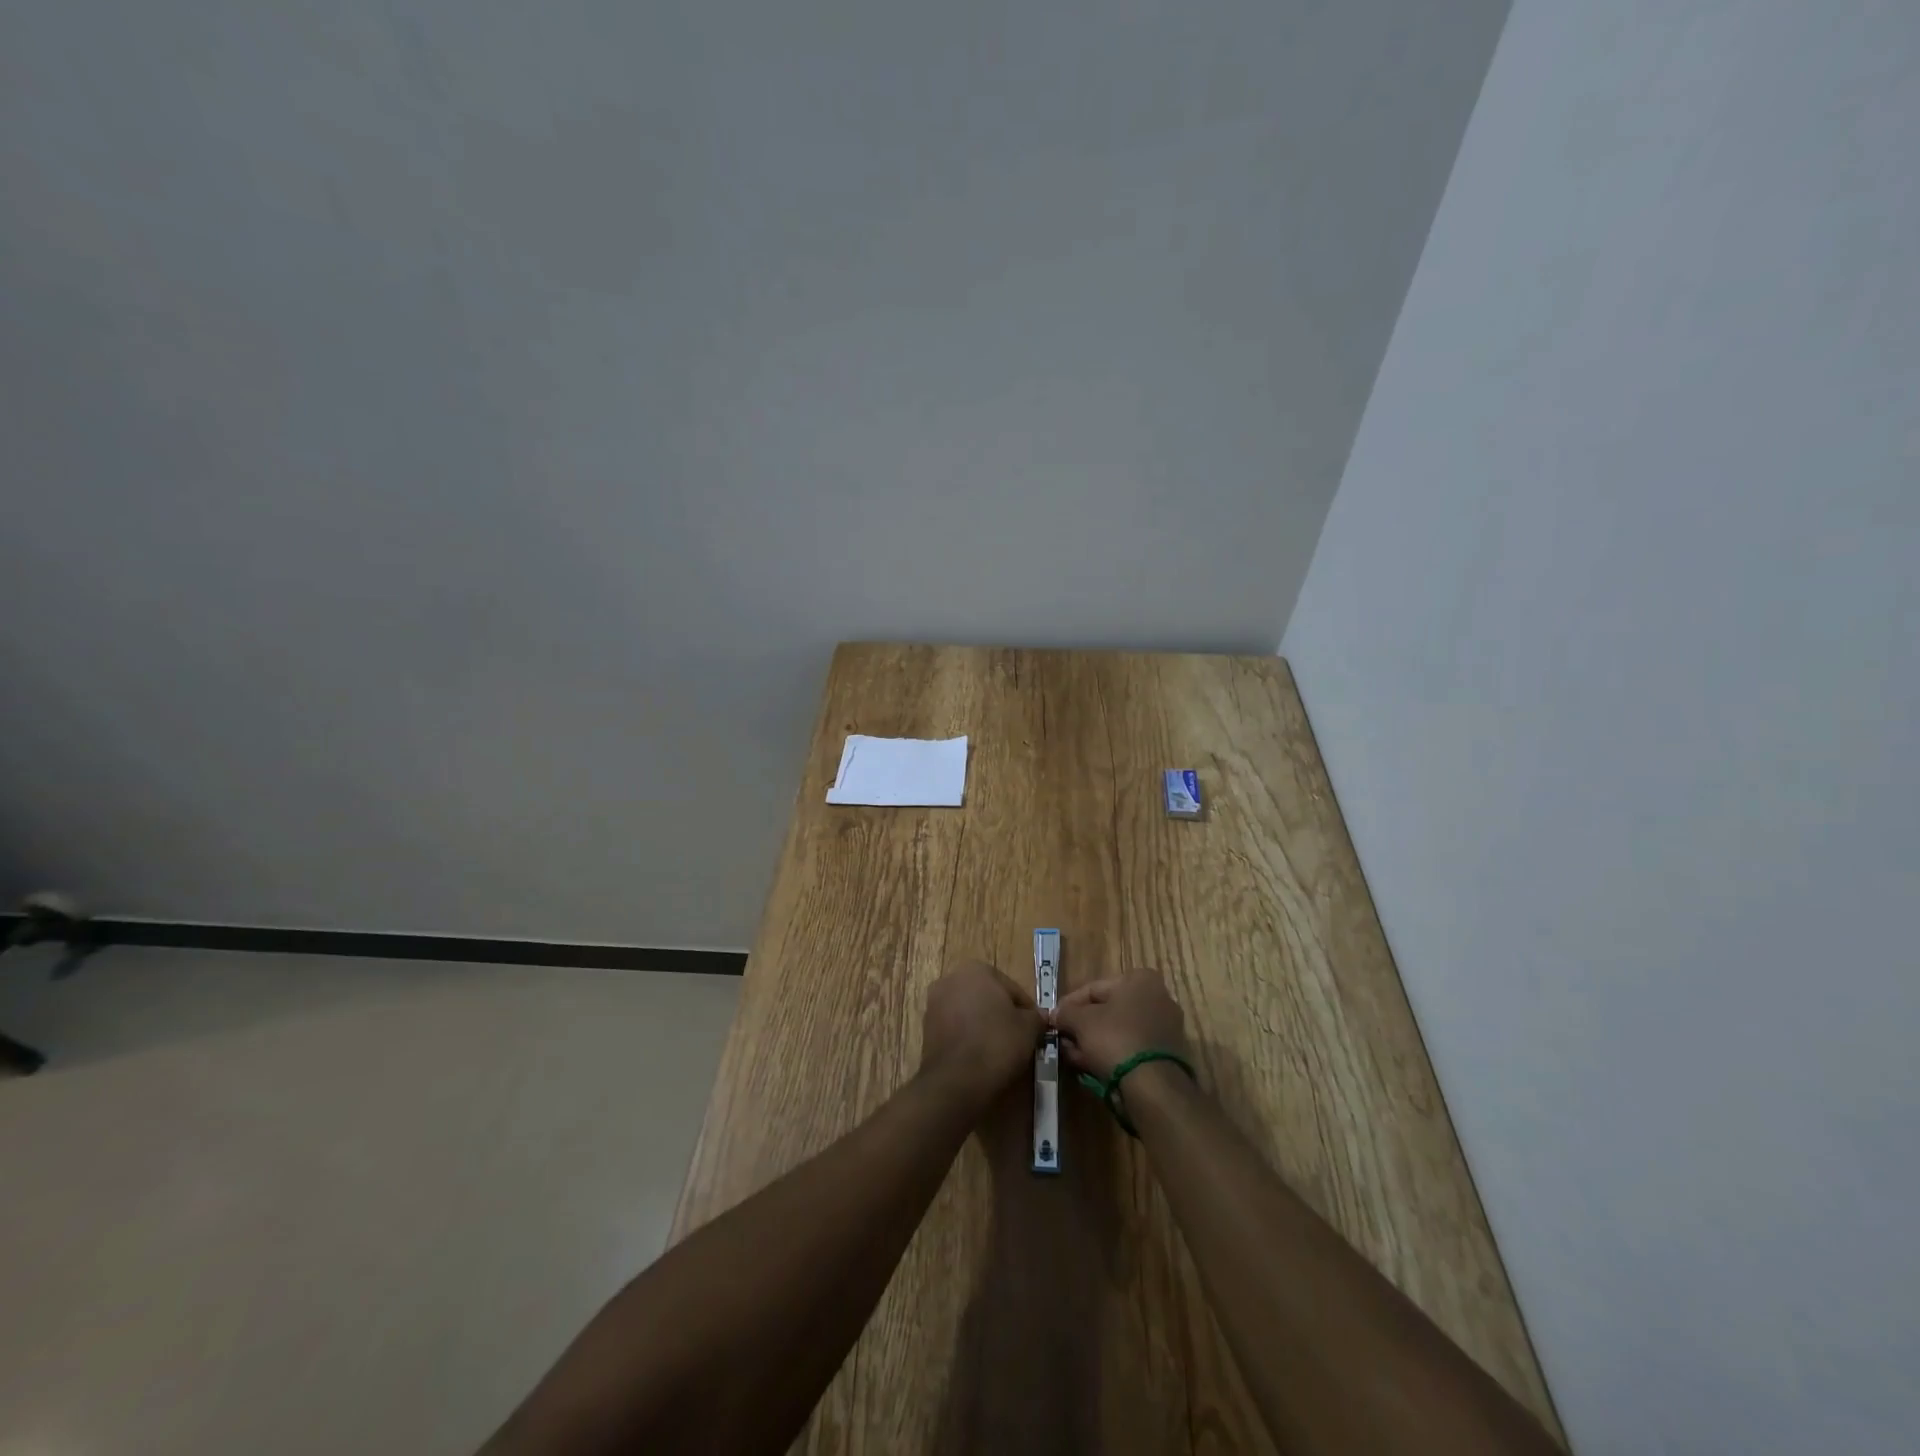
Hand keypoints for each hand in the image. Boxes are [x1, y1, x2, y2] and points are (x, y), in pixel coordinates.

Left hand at [919, 960, 1046, 1105]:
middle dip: (1002, 1015)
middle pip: (988, 998)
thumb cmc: (996, 1044)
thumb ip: (1036, 1017)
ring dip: (984, 1026)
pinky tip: (980, 1057)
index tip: (1035, 1031)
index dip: (1027, 1011)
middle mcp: (951, 979)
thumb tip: (1039, 1018)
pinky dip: (968, 1038)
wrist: (956, 1080)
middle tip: (1018, 1039)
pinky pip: (956, 1029)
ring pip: (970, 1013)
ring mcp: (934, 1003)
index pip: (1012, 989)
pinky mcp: (926, 1029)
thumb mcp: (1029, 1028)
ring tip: (1000, 1051)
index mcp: (976, 969)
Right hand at [1051, 967, 1190, 1081]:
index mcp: (1141, 980)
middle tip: (1062, 1039)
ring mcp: (1164, 1028)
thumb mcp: (1081, 1021)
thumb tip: (1055, 1014)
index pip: (1094, 988)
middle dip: (1082, 1026)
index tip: (1055, 1019)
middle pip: (1108, 1010)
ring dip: (1093, 1041)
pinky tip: (1089, 1065)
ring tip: (1071, 1055)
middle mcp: (1158, 998)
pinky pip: (1130, 1047)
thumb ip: (1065, 1013)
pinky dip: (1111, 1053)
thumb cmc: (1115, 1038)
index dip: (1070, 1004)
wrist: (1153, 1086)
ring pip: (1118, 1031)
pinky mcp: (1166, 1055)